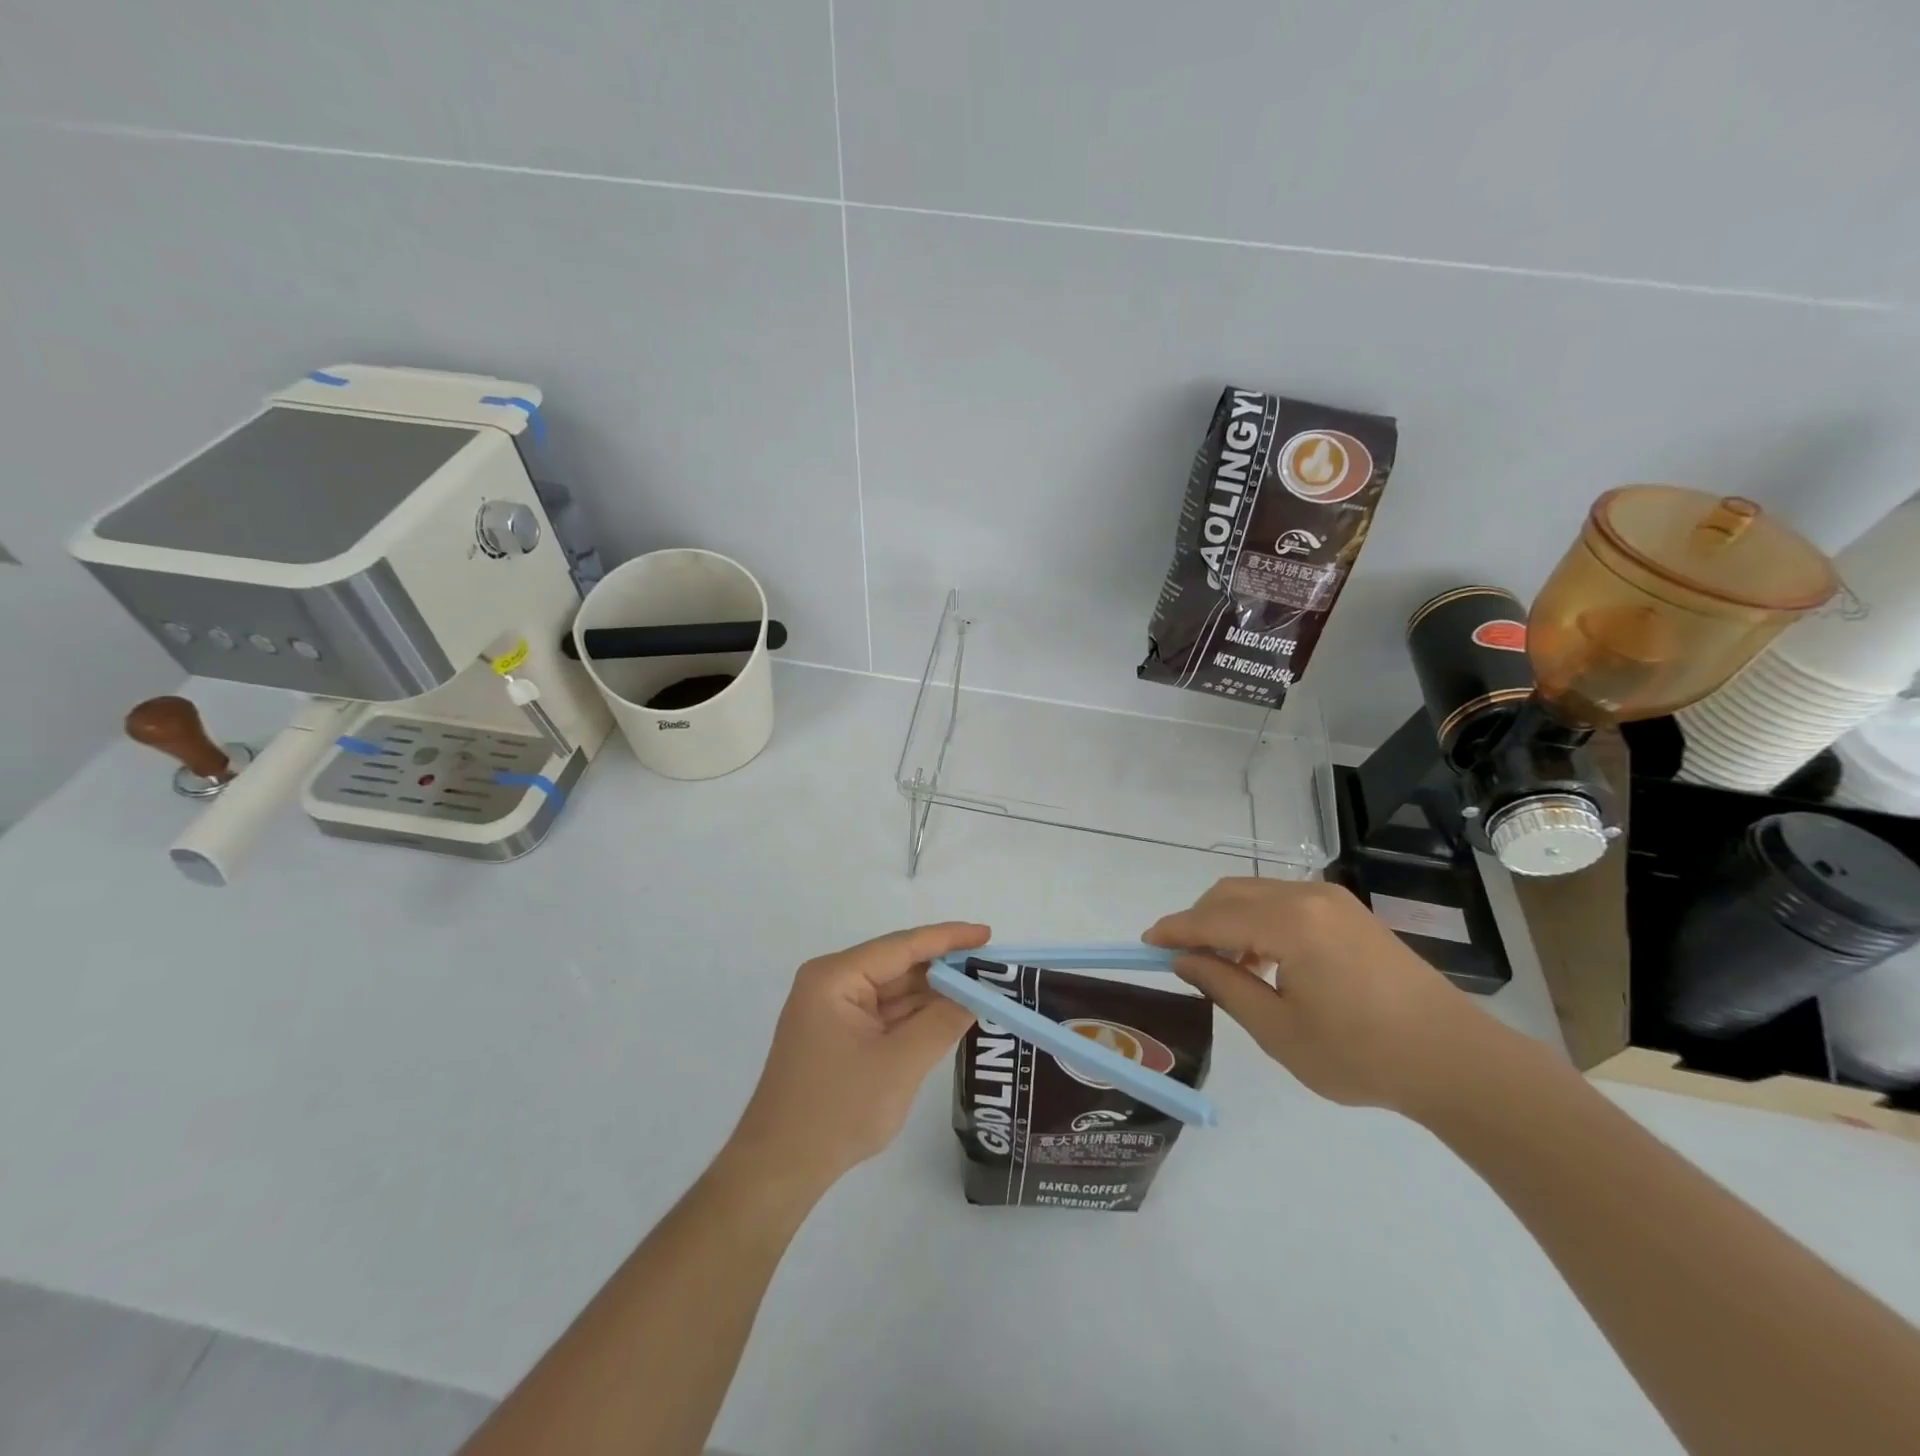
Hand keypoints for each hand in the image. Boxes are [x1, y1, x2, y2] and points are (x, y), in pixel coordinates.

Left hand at [724, 922, 989, 1193]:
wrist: (779, 1168)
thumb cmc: (837, 1109)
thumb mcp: (900, 1064)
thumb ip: (942, 1022)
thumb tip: (977, 993)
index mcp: (836, 976)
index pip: (902, 946)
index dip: (948, 938)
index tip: (987, 934)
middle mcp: (831, 983)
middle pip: (897, 966)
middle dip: (943, 969)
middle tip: (992, 968)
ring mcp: (833, 1011)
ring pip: (893, 992)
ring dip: (932, 994)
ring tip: (980, 989)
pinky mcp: (838, 1036)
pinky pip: (884, 1015)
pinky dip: (916, 1016)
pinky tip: (949, 1015)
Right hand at [1144, 879, 1491, 1114]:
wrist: (1455, 1060)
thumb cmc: (1361, 1053)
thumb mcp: (1279, 1030)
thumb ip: (1224, 986)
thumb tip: (1184, 960)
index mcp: (1289, 923)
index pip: (1212, 918)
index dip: (1175, 930)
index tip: (1145, 942)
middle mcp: (1307, 896)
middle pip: (1231, 893)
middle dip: (1199, 919)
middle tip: (1182, 958)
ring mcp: (1332, 899)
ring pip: (1256, 893)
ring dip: (1228, 919)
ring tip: (1222, 964)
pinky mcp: (1348, 911)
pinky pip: (1284, 901)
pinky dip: (1258, 920)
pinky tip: (1263, 959)